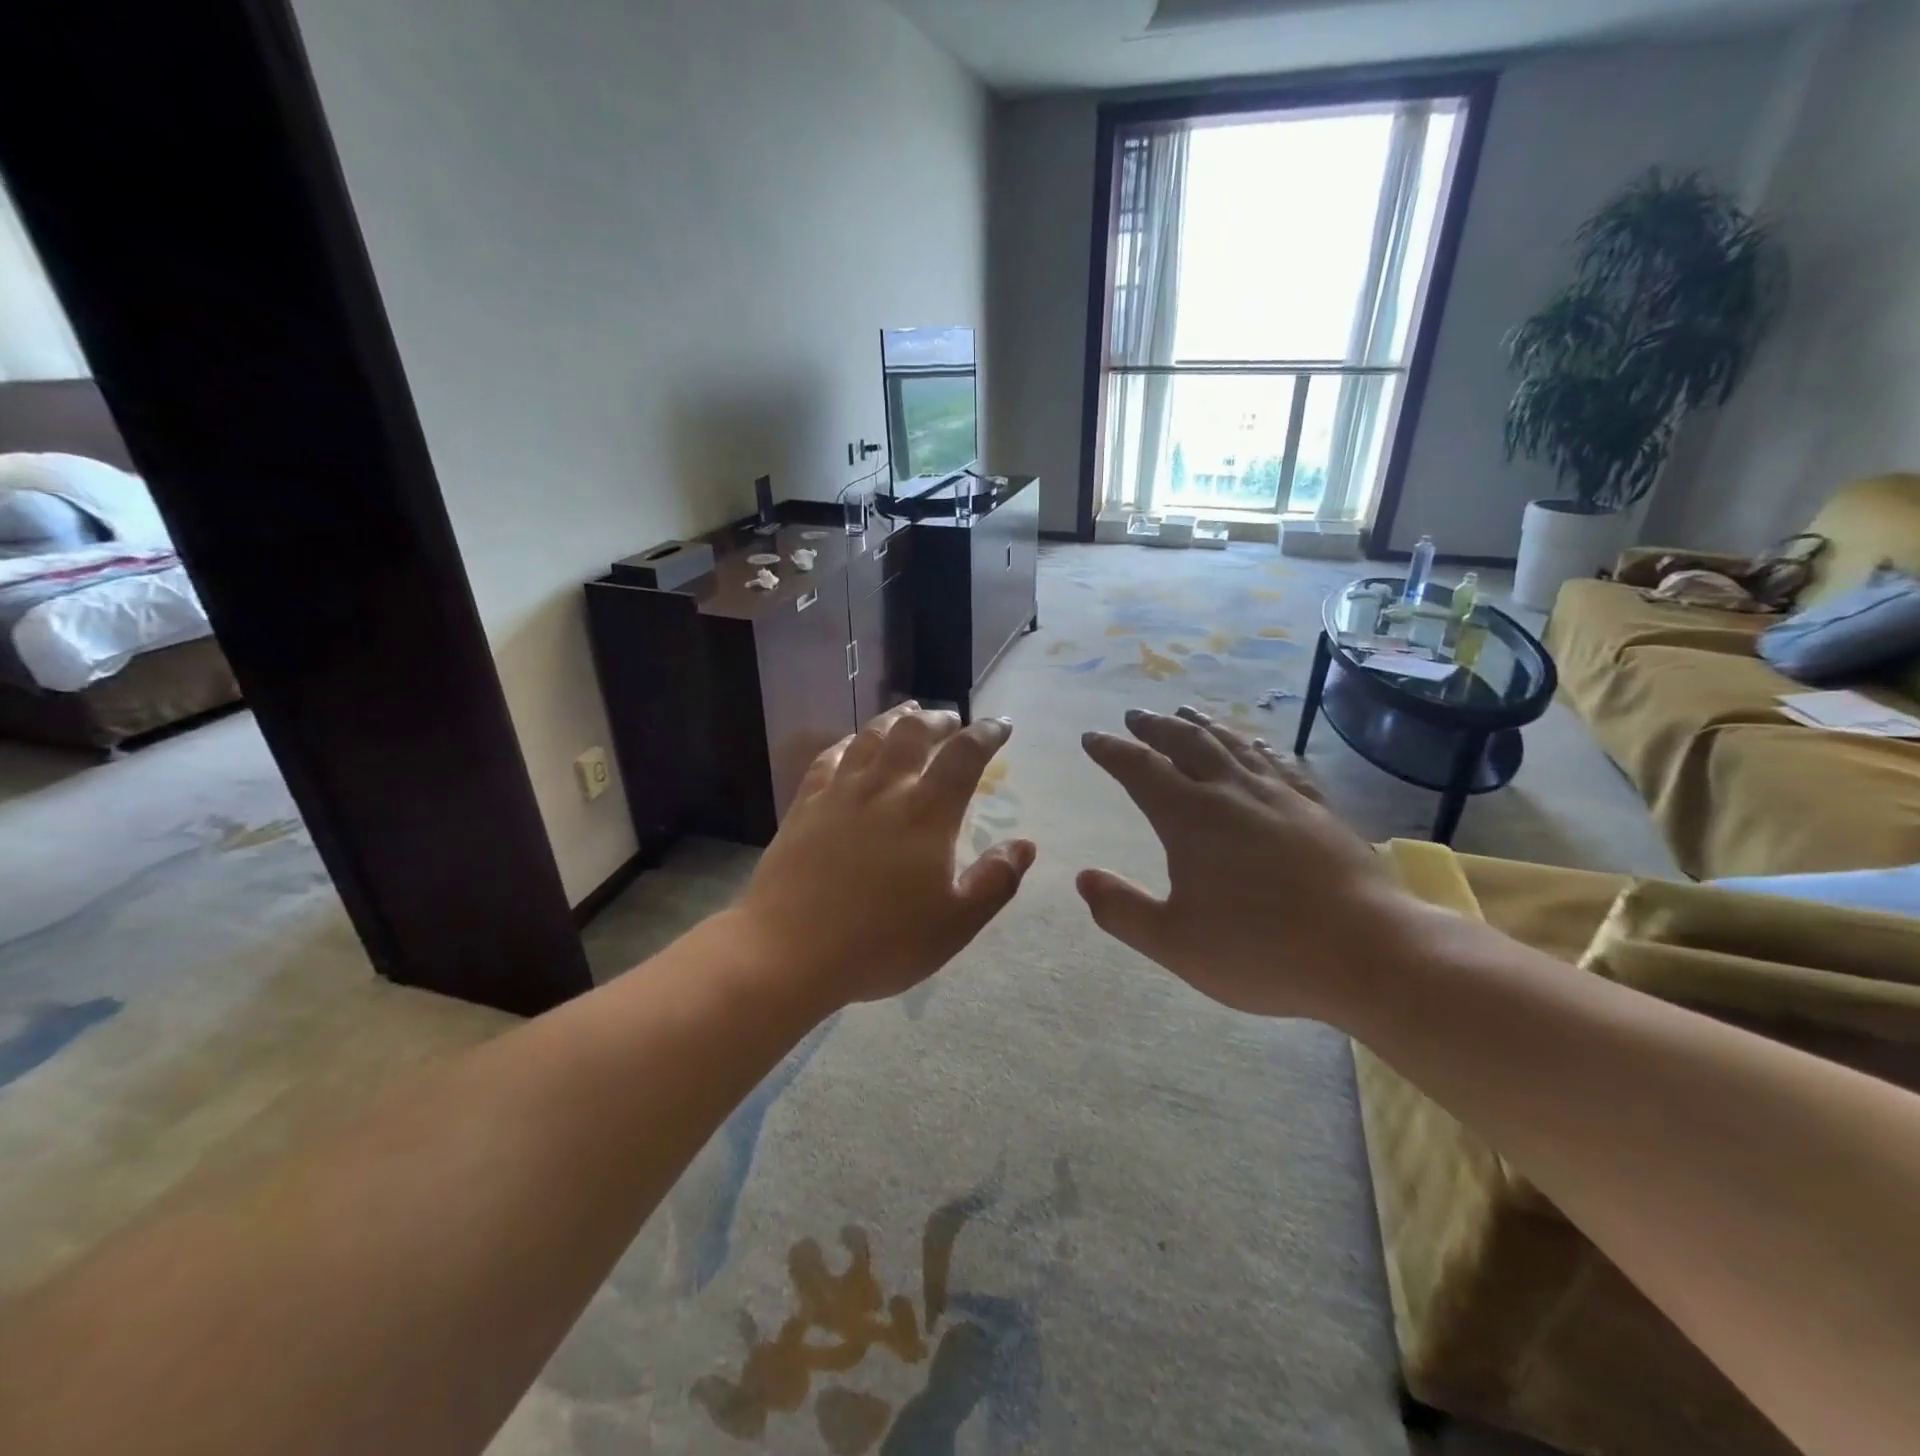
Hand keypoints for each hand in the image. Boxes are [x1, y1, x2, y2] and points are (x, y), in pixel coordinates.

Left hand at [730, 703, 1036, 1011]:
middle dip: (938, 719)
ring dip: (895, 718)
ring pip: (871, 736)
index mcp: (928, 813)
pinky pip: (830, 758)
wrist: (789, 951)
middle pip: (913, 732)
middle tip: (951, 720)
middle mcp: (885, 789)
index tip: (1000, 726)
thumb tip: (1025, 845)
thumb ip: (995, 881)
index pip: (964, 756)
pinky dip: (849, 742)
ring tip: (908, 712)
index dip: (987, 734)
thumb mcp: (955, 923)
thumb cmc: (881, 942)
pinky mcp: (805, 805)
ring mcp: (840, 793)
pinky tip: (853, 743)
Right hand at [1076, 707, 1421, 1019]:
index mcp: (1190, 818)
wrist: (1369, 954)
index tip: (1092, 738)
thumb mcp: (1174, 942)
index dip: (1112, 751)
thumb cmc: (1261, 950)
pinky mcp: (1317, 810)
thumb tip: (1083, 877)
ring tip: (1187, 712)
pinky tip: (1258, 746)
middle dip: (1155, 727)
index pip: (1140, 769)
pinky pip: (1280, 764)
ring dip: (1203, 725)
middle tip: (1136, 716)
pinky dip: (1258, 748)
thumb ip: (1122, 910)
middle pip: (1187, 743)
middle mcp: (1232, 793)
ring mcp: (1280, 797)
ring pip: (1233, 745)